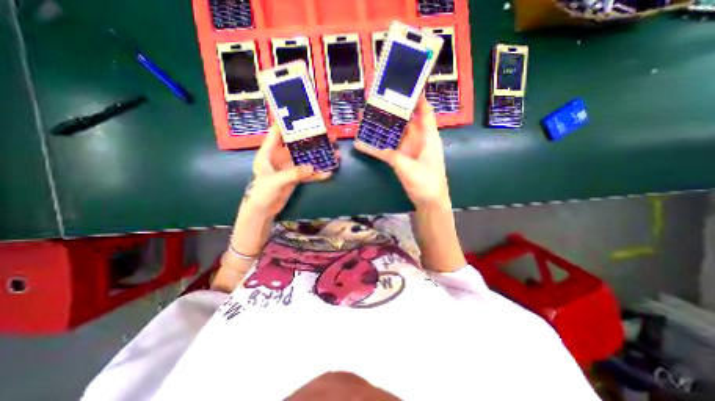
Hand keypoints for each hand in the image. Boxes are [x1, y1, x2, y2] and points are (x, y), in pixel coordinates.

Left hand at [237, 126, 332, 218]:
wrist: (263, 209)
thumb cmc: (261, 192)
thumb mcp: (274, 181)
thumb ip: (293, 174)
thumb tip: (311, 167)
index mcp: (269, 152)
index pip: (277, 133)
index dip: (288, 123)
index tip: (302, 115)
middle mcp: (280, 156)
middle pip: (298, 144)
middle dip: (312, 139)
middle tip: (327, 135)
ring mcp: (290, 167)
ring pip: (307, 158)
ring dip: (319, 156)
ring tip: (333, 152)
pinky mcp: (296, 177)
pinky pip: (309, 172)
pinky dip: (318, 173)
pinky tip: (328, 173)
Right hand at [356, 95, 448, 208]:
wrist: (429, 202)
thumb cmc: (426, 183)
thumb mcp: (409, 168)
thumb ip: (391, 156)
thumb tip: (373, 147)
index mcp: (428, 137)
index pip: (425, 112)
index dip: (418, 98)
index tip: (407, 85)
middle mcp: (418, 140)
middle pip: (406, 120)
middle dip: (393, 110)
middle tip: (378, 101)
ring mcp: (409, 150)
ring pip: (395, 134)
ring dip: (383, 127)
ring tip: (368, 117)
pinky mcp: (402, 159)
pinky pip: (388, 150)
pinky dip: (377, 147)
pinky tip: (364, 143)